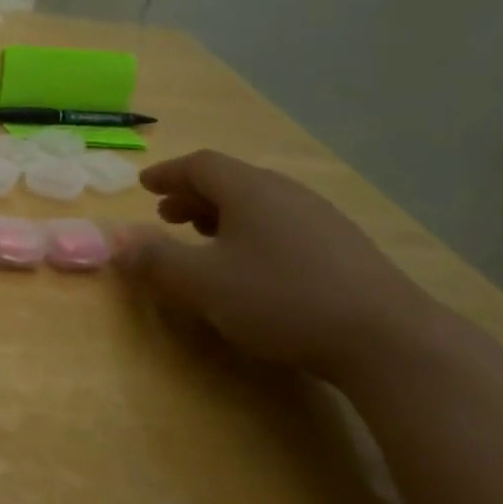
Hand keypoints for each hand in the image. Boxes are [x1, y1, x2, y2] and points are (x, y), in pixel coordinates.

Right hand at [114, 149, 435, 381]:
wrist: (385, 338)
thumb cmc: (279, 299)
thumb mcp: (201, 282)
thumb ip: (155, 259)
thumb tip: (118, 240)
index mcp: (250, 190)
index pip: (201, 165)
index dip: (168, 173)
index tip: (144, 184)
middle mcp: (286, 193)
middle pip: (231, 181)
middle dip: (192, 196)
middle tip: (166, 215)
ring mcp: (321, 219)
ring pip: (258, 204)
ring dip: (222, 215)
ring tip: (203, 238)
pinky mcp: (343, 248)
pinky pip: (281, 224)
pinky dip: (251, 232)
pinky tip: (251, 265)